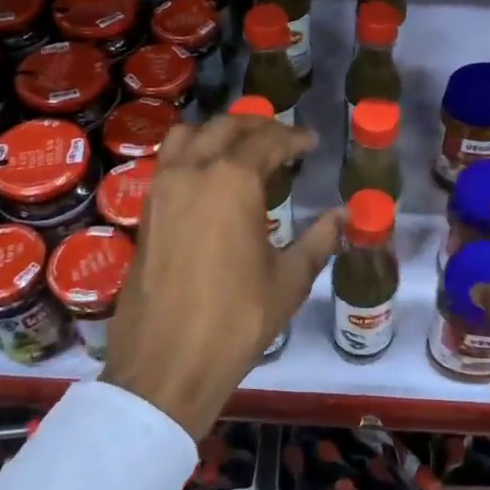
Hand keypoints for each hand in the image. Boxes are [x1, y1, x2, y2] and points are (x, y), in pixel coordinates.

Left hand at [102, 116, 339, 437]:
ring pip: (188, 136)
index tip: (312, 142)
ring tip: (242, 148)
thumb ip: (319, 240)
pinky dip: (193, 153)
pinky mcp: (145, 213)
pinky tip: (211, 178)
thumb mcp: (289, 280)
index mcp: (232, 181)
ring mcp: (162, 190)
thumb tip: (344, 215)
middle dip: (257, 126)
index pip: (267, 141)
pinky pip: (169, 162)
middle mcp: (193, 172)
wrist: (167, 363)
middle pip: (226, 128)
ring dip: (218, 133)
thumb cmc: (237, 319)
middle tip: (282, 139)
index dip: (294, 138)